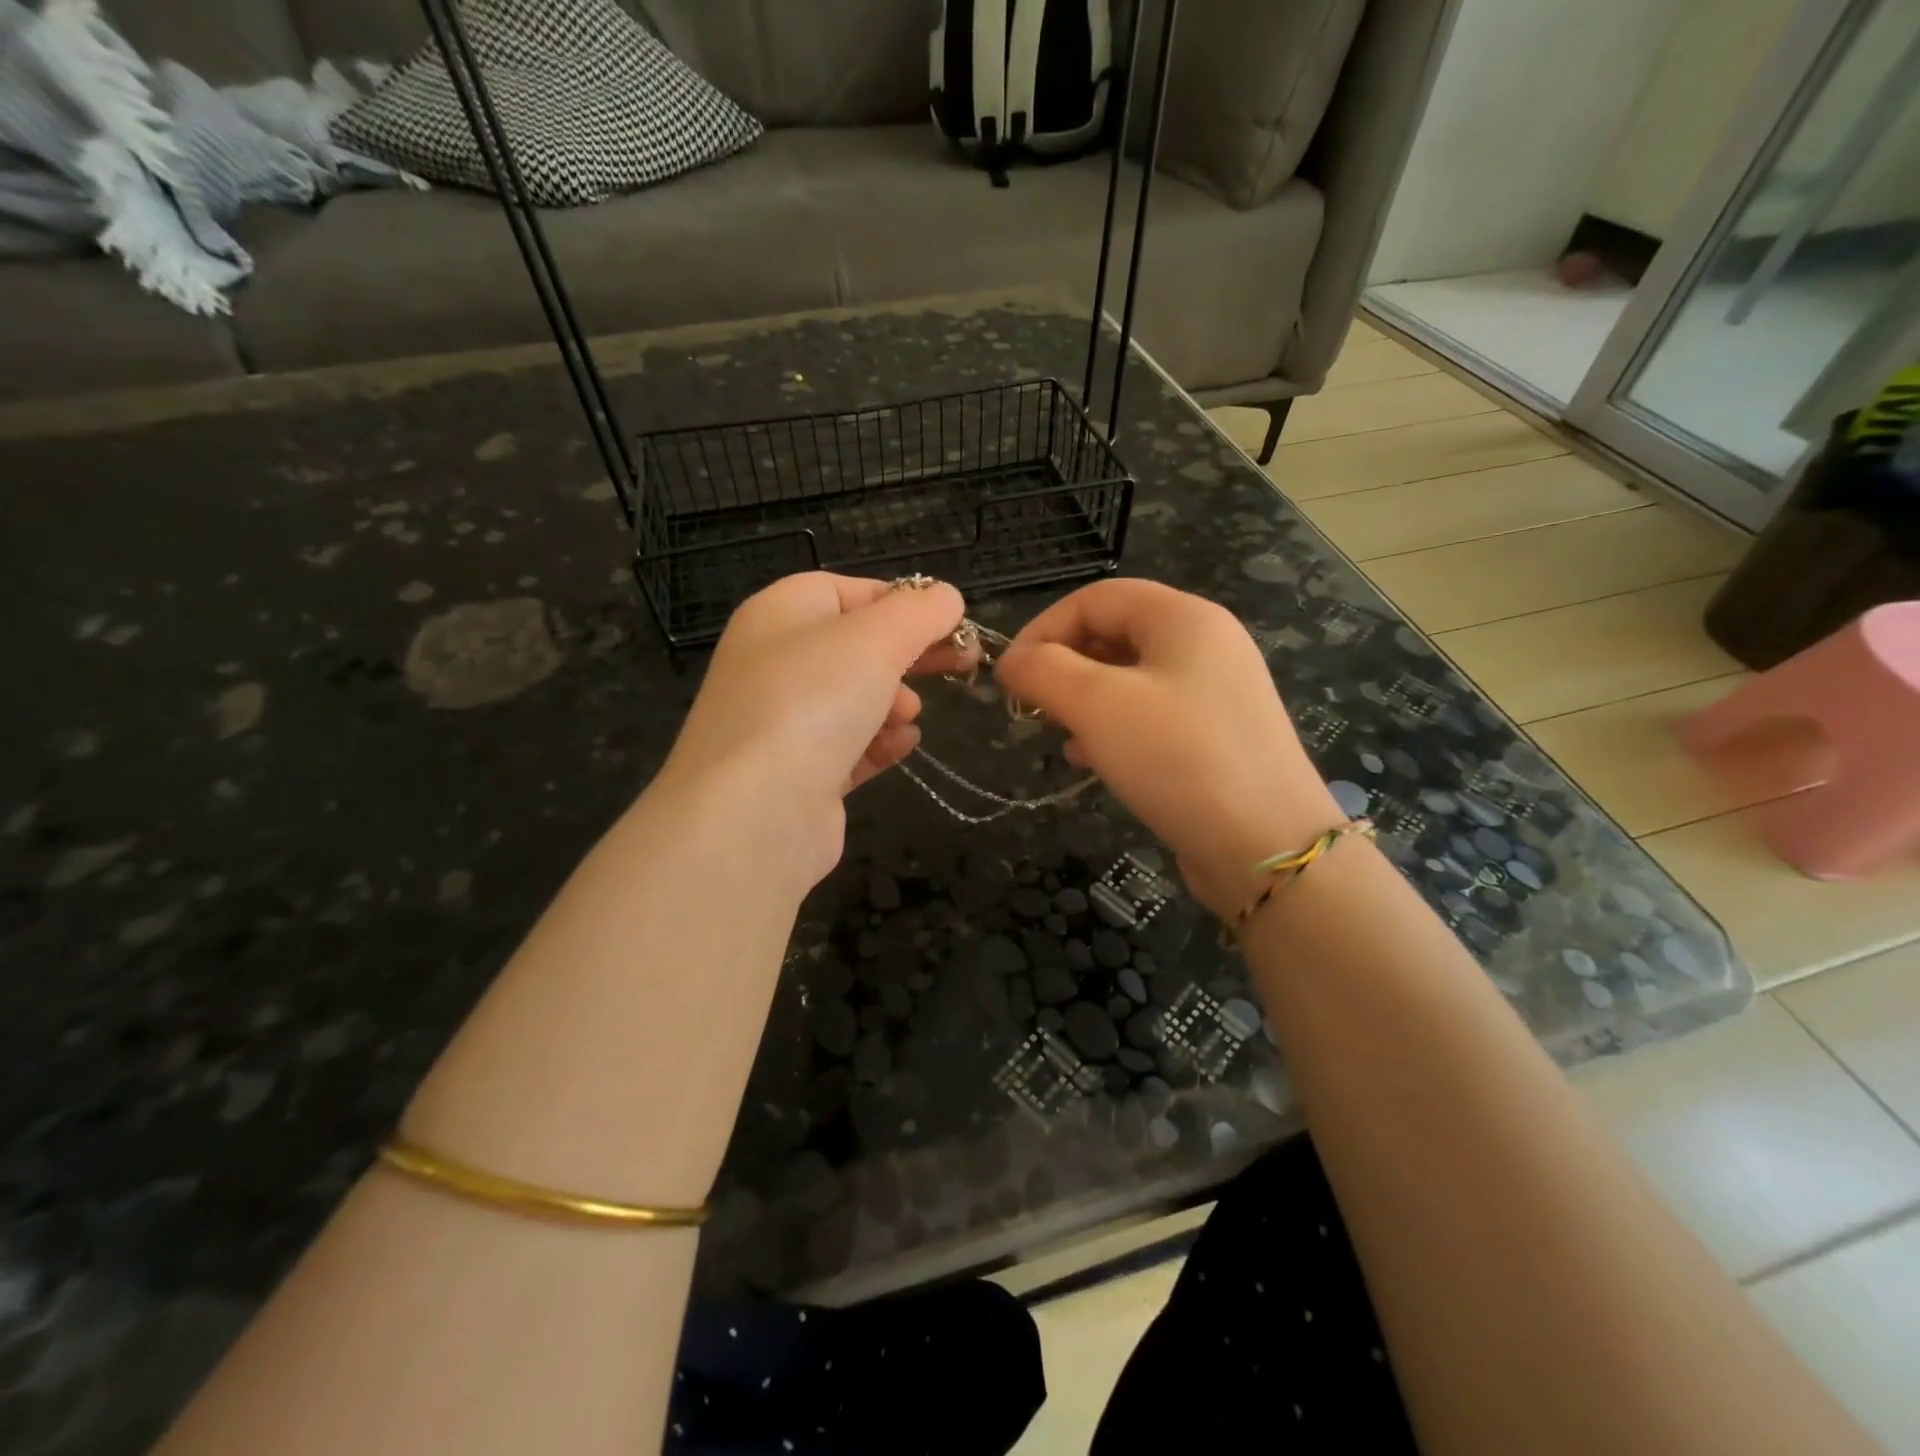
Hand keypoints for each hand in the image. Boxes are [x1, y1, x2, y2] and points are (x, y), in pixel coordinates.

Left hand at [656, 573, 973, 886]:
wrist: (754, 813)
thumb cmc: (813, 701)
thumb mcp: (877, 637)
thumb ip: (920, 611)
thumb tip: (946, 598)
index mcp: (780, 614)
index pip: (847, 591)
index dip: (901, 600)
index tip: (948, 621)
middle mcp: (773, 663)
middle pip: (855, 646)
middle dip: (908, 655)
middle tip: (959, 664)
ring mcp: (782, 723)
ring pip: (853, 699)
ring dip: (892, 702)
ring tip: (908, 715)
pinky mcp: (797, 776)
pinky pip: (847, 747)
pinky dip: (878, 743)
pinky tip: (901, 746)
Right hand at [994, 579, 1341, 917]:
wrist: (1265, 846)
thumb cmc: (1177, 758)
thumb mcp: (1096, 705)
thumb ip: (1043, 671)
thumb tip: (1011, 662)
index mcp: (1183, 618)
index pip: (1096, 598)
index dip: (1043, 628)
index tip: (1010, 676)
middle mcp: (1205, 644)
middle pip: (1114, 634)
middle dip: (1064, 667)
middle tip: (1033, 707)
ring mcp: (1215, 691)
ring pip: (1129, 678)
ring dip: (1084, 701)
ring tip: (1061, 735)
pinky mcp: (1216, 736)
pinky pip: (1151, 715)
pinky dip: (1113, 728)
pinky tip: (1094, 760)